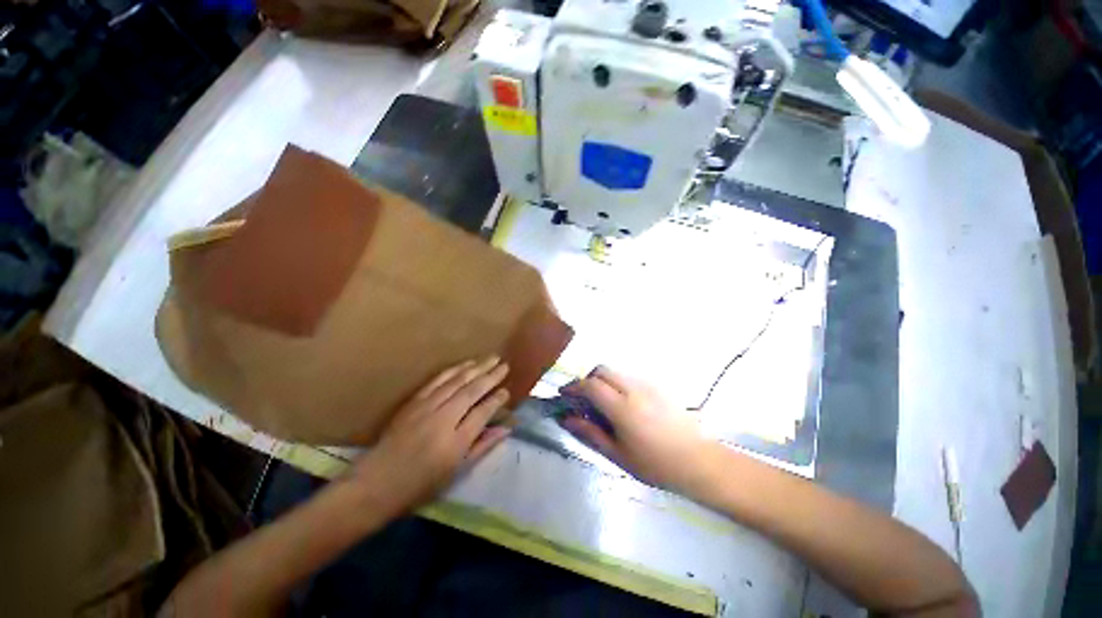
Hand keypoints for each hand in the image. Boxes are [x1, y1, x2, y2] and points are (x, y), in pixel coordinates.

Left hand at [346, 356, 511, 517]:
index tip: (507, 391)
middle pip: (472, 391)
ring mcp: (426, 407)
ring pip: (457, 381)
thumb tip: (506, 429)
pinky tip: (466, 364)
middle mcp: (443, 419)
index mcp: (455, 442)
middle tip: (505, 366)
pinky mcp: (414, 401)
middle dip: (491, 376)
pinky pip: (438, 380)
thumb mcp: (456, 472)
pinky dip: (455, 369)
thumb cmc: (419, 485)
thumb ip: (482, 447)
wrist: (375, 483)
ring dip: (477, 367)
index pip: (483, 412)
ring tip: (492, 358)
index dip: (497, 400)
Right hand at [560, 366, 713, 492]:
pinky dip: (618, 383)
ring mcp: (647, 385)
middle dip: (588, 380)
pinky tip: (623, 404)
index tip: (564, 395)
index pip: (591, 385)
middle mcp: (634, 389)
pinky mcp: (657, 386)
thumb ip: (590, 433)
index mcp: (622, 408)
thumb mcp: (618, 454)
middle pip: (602, 370)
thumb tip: (566, 419)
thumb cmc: (655, 464)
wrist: (697, 460)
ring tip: (603, 402)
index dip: (574, 387)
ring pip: (616, 372)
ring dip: (603, 381)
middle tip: (583, 399)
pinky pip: (630, 377)